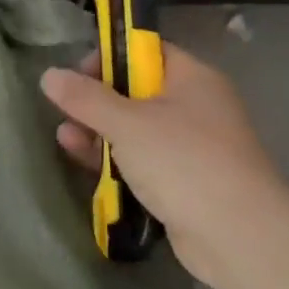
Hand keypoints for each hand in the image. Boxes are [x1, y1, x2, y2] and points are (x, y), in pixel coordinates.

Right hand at [40, 44, 288, 288]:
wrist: (240, 237)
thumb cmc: (183, 162)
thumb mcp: (125, 123)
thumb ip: (84, 97)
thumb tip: (49, 75)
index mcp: (192, 79)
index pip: (146, 51)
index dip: (109, 57)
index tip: (77, 74)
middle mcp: (195, 107)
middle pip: (135, 91)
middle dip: (95, 100)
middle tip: (65, 110)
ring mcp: (191, 147)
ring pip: (134, 128)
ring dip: (98, 132)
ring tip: (65, 138)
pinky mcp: (184, 181)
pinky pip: (142, 160)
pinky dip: (114, 159)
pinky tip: (83, 161)